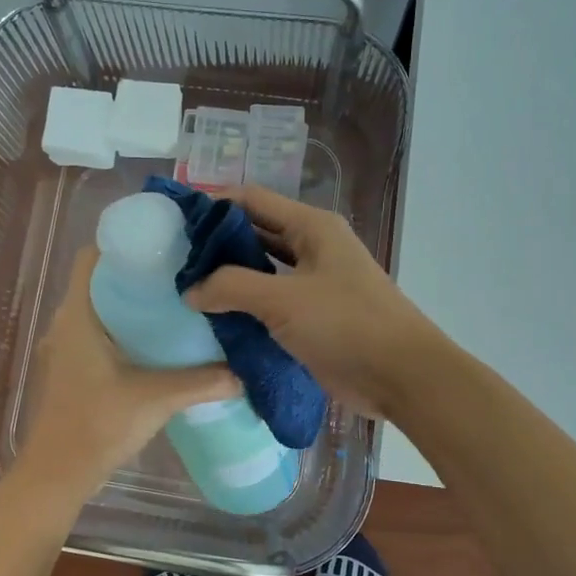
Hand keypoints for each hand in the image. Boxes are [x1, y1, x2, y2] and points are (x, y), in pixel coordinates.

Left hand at [15, 248, 238, 502]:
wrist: (57, 474)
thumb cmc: (99, 424)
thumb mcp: (156, 398)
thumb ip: (202, 382)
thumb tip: (244, 373)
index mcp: (78, 315)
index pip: (92, 257)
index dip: (124, 244)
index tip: (164, 247)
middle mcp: (65, 323)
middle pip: (100, 281)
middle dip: (138, 275)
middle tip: (182, 276)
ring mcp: (64, 348)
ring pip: (98, 309)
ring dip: (131, 305)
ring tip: (175, 306)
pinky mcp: (69, 370)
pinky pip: (96, 333)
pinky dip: (122, 330)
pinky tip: (155, 345)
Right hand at [184, 186, 446, 420]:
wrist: (401, 376)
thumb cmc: (346, 324)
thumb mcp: (283, 300)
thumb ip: (232, 287)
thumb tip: (191, 289)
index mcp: (312, 227)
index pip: (253, 199)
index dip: (214, 204)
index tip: (175, 219)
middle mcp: (313, 246)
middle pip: (256, 231)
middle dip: (218, 242)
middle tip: (174, 256)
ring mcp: (314, 282)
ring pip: (263, 268)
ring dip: (230, 275)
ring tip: (187, 284)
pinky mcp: (313, 315)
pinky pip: (271, 300)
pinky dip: (246, 303)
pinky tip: (216, 314)